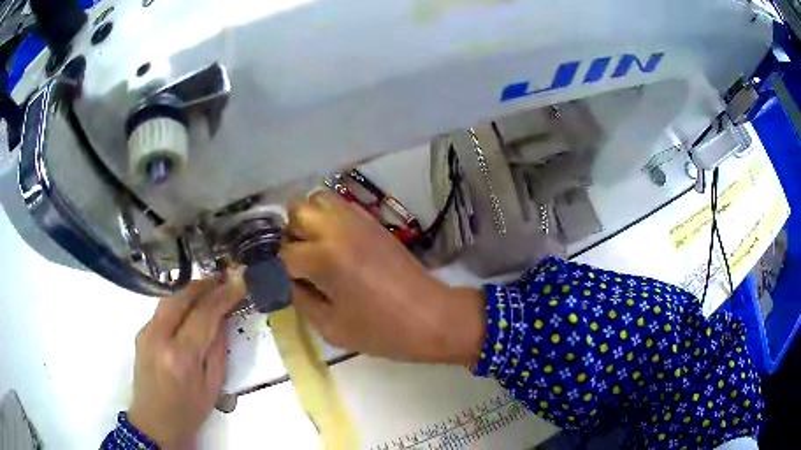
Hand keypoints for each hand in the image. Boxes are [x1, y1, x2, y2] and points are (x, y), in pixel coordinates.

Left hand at [128, 274, 244, 447]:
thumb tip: (222, 318)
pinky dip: (178, 304)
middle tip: (223, 279)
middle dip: (204, 285)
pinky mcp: (140, 333)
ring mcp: (146, 333)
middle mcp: (159, 338)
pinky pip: (161, 311)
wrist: (155, 422)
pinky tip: (188, 309)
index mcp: (181, 357)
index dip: (223, 295)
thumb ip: (218, 350)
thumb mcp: (213, 386)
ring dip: (190, 291)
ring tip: (208, 289)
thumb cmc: (189, 411)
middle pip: (181, 297)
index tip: (239, 281)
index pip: (204, 315)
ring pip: (169, 299)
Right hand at [279, 191, 484, 366]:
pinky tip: (333, 243)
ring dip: (307, 221)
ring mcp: (357, 220)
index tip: (277, 283)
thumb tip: (286, 281)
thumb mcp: (331, 327)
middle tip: (297, 262)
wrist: (430, 317)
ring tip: (313, 248)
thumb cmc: (381, 331)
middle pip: (295, 212)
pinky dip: (327, 217)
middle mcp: (337, 229)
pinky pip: (339, 205)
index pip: (282, 254)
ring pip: (316, 200)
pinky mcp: (372, 221)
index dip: (276, 271)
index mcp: (324, 258)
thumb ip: (300, 299)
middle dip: (289, 236)